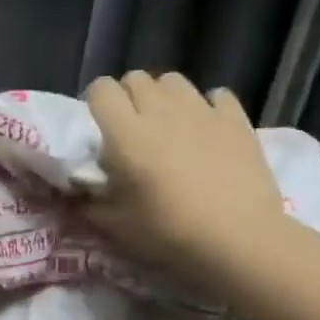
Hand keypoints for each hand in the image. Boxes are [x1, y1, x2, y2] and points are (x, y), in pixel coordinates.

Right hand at [83, 71, 287, 287]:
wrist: (238, 241)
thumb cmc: (168, 232)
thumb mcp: (115, 225)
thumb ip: (91, 201)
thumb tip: (80, 191)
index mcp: (126, 134)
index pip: (101, 89)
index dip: (96, 101)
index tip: (99, 124)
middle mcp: (161, 111)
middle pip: (136, 79)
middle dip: (128, 96)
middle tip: (131, 127)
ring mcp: (202, 111)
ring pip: (174, 81)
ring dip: (164, 96)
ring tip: (168, 124)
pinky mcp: (236, 120)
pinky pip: (217, 95)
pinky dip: (208, 107)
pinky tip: (208, 129)